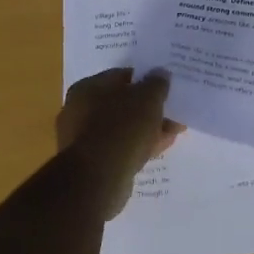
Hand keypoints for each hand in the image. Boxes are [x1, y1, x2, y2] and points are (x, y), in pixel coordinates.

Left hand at [57, 68, 184, 218]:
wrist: (98, 178)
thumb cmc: (121, 126)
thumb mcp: (148, 97)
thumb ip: (157, 83)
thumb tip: (160, 75)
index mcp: (87, 88)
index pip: (121, 76)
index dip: (146, 80)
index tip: (165, 87)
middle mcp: (79, 111)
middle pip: (122, 104)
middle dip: (150, 109)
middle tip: (172, 112)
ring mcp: (83, 140)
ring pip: (123, 128)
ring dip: (148, 128)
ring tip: (174, 131)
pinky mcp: (92, 164)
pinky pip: (120, 148)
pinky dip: (139, 146)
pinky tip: (160, 148)